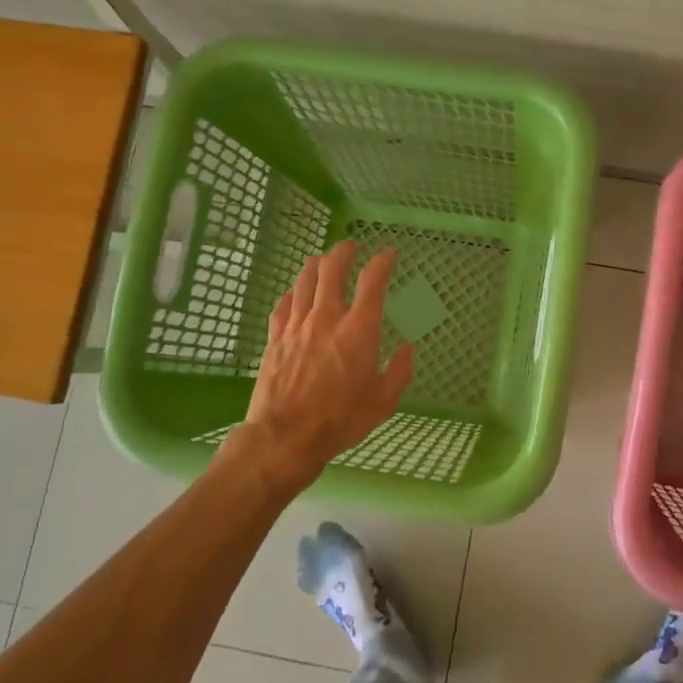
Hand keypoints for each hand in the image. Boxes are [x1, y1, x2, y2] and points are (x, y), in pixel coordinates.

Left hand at [235, 241, 415, 492]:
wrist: (286, 437)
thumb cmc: (341, 420)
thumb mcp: (383, 401)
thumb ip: (399, 371)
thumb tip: (408, 348)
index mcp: (359, 330)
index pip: (373, 280)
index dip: (383, 261)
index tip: (389, 254)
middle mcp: (327, 318)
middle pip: (332, 268)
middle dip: (344, 251)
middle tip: (351, 246)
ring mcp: (297, 325)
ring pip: (304, 279)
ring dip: (316, 264)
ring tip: (323, 261)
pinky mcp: (275, 337)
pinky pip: (283, 303)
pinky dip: (292, 292)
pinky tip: (295, 293)